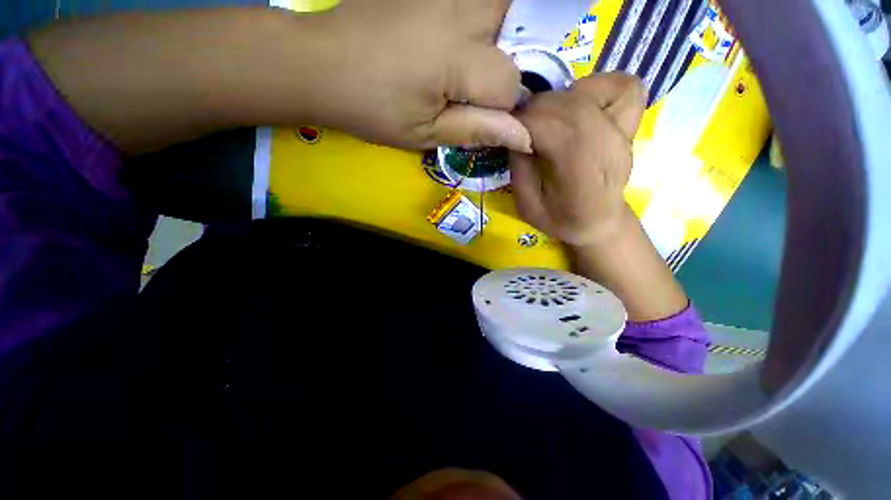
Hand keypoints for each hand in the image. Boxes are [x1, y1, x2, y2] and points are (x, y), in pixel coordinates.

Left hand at [312, 0, 531, 151]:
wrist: (321, 64)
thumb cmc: (373, 109)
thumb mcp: (426, 133)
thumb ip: (477, 130)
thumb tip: (525, 137)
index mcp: (457, 58)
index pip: (511, 83)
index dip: (502, 106)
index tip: (480, 115)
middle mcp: (460, 10)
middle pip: (520, 27)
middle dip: (507, 61)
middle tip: (477, 84)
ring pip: (501, 4)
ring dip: (497, 34)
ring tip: (465, 63)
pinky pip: (474, 1)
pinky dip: (477, 19)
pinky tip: (453, 41)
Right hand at [510, 73, 645, 246]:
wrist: (600, 222)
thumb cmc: (562, 220)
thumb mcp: (527, 207)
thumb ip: (519, 170)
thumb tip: (513, 132)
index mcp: (579, 174)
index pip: (550, 126)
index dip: (522, 121)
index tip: (506, 129)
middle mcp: (606, 146)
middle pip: (566, 104)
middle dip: (534, 109)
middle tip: (521, 125)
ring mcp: (623, 131)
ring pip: (588, 91)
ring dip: (558, 99)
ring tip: (548, 118)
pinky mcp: (631, 123)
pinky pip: (623, 85)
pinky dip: (598, 86)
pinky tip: (581, 103)